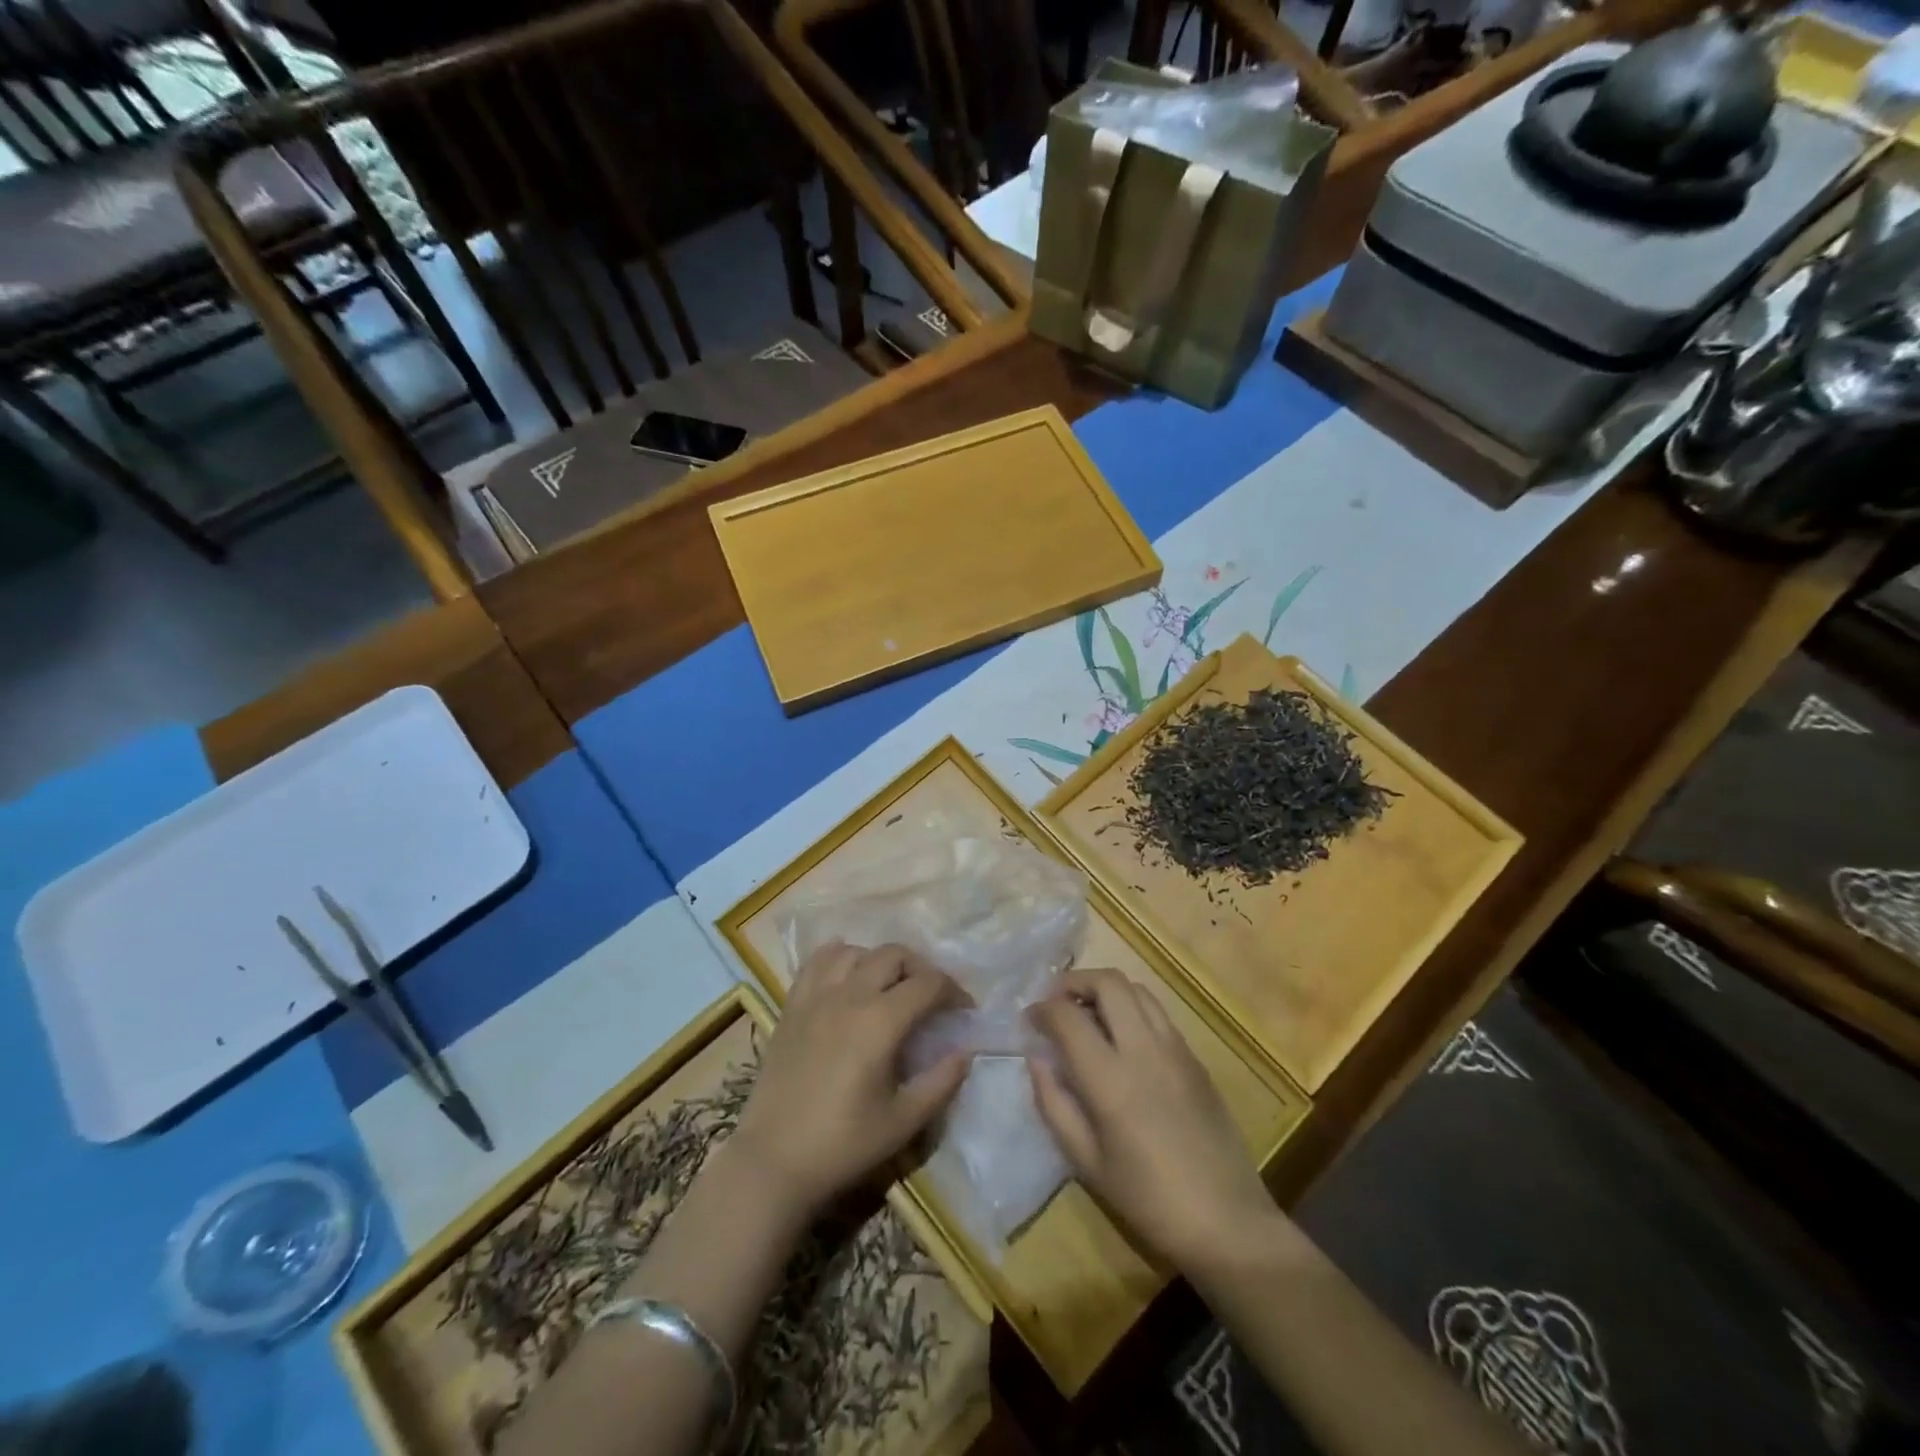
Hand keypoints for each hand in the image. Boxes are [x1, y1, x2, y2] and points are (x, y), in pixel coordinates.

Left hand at [732, 943, 968, 1219]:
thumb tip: (964, 1051)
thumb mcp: (903, 1121)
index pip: (928, 984)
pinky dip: (839, 957)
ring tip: (890, 987)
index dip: (954, 991)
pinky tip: (848, 976)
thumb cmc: (843, 1144)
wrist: (773, 1161)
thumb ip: (941, 1082)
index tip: (964, 1011)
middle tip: (931, 998)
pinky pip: (817, 961)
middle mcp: (849, 995)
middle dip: (921, 969)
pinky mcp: (792, 1005)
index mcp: (881, 1021)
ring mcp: (816, 996)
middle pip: (894, 954)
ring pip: (856, 951)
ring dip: (880, 961)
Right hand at [1028, 968, 1277, 1273]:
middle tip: (1057, 1002)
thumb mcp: (1086, 1162)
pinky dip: (1131, 1007)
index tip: (1031, 1019)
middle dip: (1075, 982)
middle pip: (1107, 982)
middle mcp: (1143, 1049)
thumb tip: (1036, 1058)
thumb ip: (1054, 1103)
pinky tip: (1123, 1037)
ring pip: (1136, 989)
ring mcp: (1175, 1048)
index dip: (1042, 1008)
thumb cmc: (1148, 1199)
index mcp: (1110, 1079)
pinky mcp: (1195, 1057)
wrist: (1227, 1221)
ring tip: (1089, 1013)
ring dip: (1106, 990)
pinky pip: (1158, 1012)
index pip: (1067, 1016)